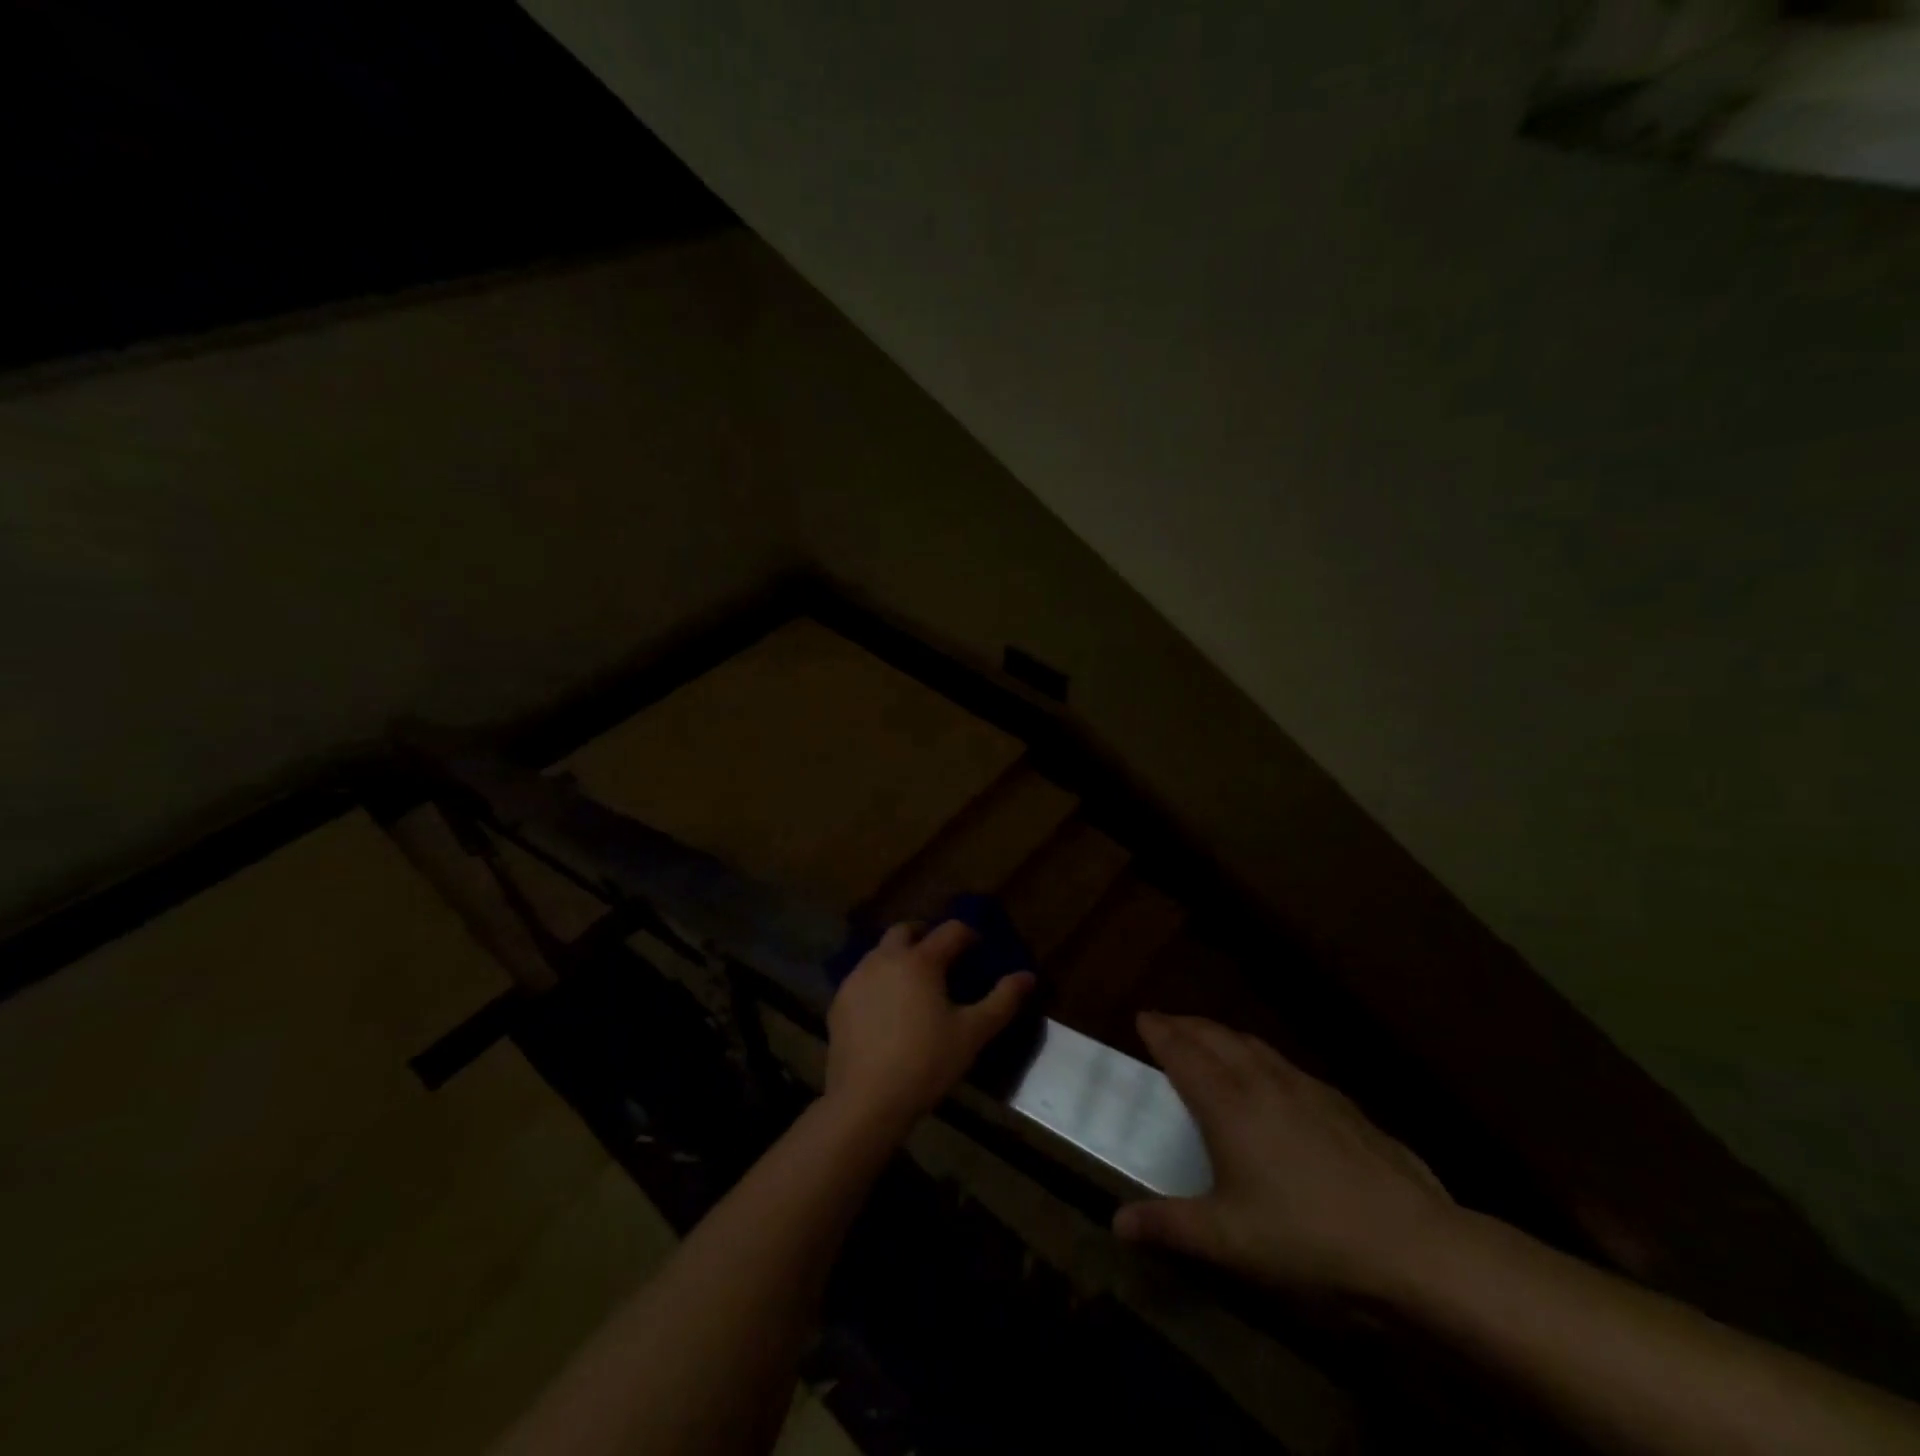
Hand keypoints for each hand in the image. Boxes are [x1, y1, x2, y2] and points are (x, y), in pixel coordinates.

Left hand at [825, 921, 1034, 1129]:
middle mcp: (886, 958)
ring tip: (915, 982)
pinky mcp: (840, 1001)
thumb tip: (1027, 976)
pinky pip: (863, 977)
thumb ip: (1002, 1001)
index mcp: (920, 960)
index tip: (978, 948)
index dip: (968, 934)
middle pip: (906, 930)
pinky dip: (879, 979)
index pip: (950, 930)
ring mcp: (858, 978)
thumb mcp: (972, 1034)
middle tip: (942, 956)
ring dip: (900, 955)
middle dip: (926, 935)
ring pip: (881, 952)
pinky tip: (887, 1007)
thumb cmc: (926, 1062)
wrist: (866, 1100)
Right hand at [1114, 1014, 1459, 1298]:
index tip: (1142, 1016)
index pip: (1182, 1052)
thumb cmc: (1306, 1237)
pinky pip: (1284, 1062)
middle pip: (1216, 1036)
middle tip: (1166, 1023)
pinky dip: (1259, 1056)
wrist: (1413, 1245)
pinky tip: (1271, 1081)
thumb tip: (1117, 1223)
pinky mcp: (1341, 1103)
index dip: (1159, 1031)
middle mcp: (1262, 1080)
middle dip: (1186, 1024)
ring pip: (1253, 1044)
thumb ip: (1169, 1226)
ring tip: (1210, 1041)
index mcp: (1227, 1103)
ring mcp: (1306, 1087)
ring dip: (1223, 1035)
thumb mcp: (1228, 1241)